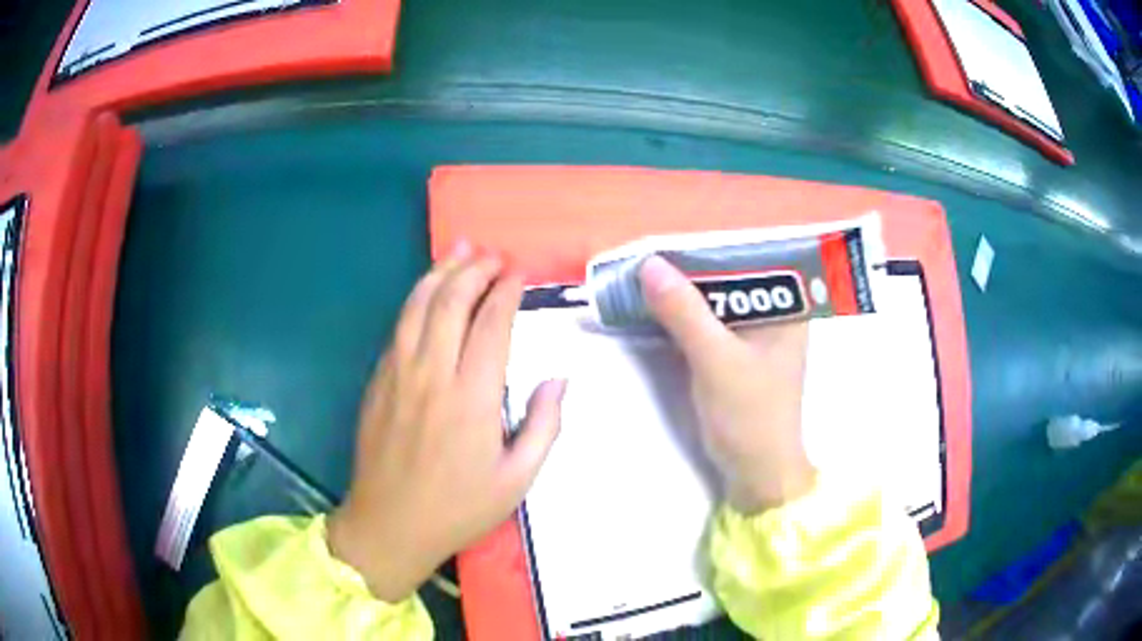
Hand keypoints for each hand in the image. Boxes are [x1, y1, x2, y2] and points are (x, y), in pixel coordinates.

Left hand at [328, 242, 566, 602]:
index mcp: (472, 398)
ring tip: (460, 251)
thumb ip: (543, 426)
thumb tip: (558, 380)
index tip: (520, 273)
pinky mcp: (378, 380)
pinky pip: (399, 326)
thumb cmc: (458, 508)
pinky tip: (428, 292)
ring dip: (441, 272)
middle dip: (475, 270)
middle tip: (494, 257)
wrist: (389, 524)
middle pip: (452, 302)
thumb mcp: (517, 479)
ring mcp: (398, 373)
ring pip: (418, 305)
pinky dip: (416, 299)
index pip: (491, 324)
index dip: (507, 292)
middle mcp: (432, 374)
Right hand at [639, 256, 813, 514]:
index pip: (753, 258)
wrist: (755, 472)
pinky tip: (658, 303)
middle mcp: (775, 312)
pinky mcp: (735, 353)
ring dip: (685, 289)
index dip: (712, 244)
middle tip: (649, 250)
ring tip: (646, 269)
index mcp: (788, 307)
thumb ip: (685, 312)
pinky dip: (684, 313)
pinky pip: (708, 321)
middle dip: (692, 265)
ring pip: (717, 298)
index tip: (672, 235)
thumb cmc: (750, 416)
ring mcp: (754, 334)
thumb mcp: (716, 360)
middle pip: (732, 276)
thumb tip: (649, 263)